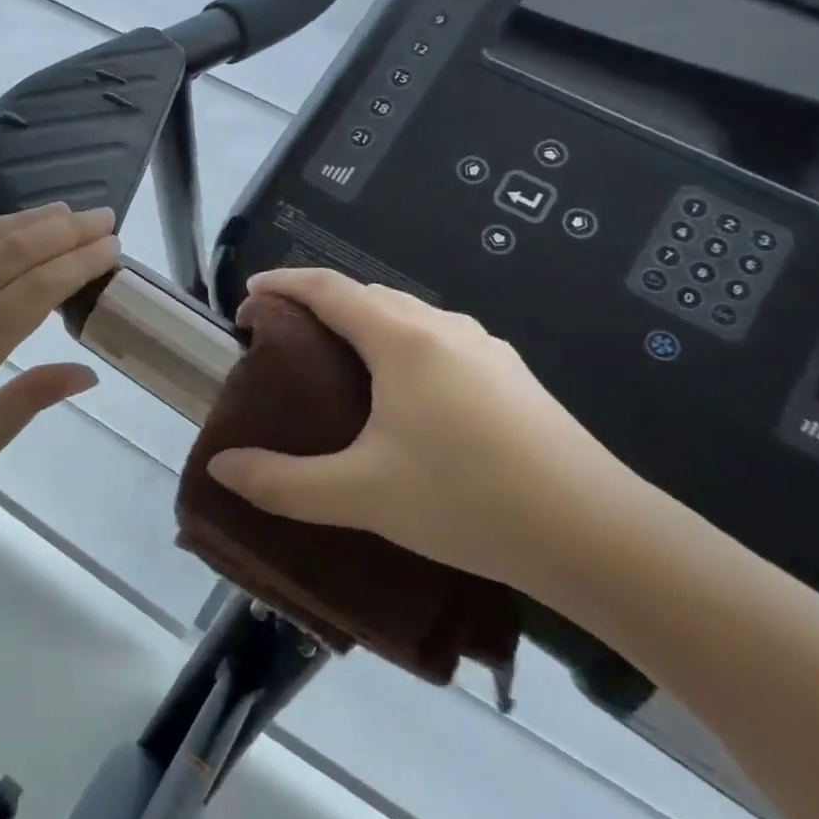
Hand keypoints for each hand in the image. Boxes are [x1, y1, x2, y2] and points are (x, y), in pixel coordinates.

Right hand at [206, 268, 644, 592]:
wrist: (598, 534)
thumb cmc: (467, 499)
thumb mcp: (361, 495)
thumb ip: (283, 482)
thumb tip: (221, 468)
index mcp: (401, 339)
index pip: (328, 288)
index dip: (284, 284)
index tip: (249, 295)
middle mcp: (443, 328)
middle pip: (368, 294)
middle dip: (320, 304)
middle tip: (286, 338)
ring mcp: (485, 349)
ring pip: (408, 316)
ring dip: (364, 324)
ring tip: (339, 363)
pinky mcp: (512, 376)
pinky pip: (439, 340)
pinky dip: (401, 346)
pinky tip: (405, 395)